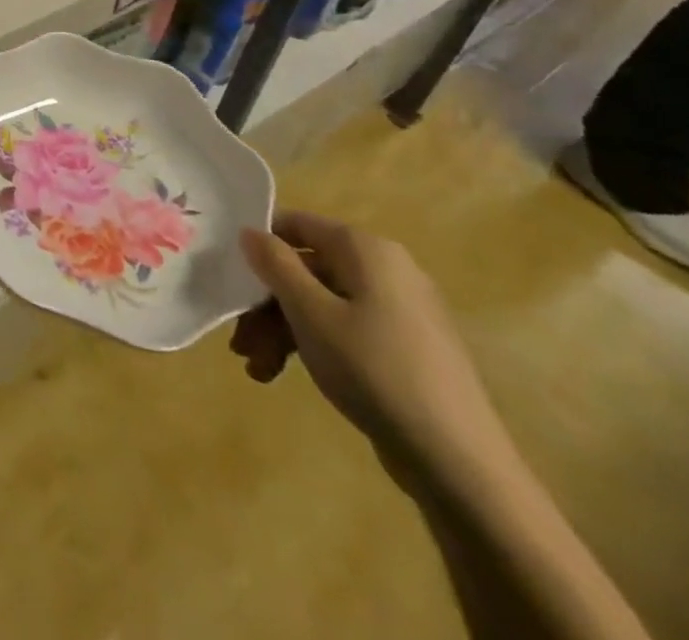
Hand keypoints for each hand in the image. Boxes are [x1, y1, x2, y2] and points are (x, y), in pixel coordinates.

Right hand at [231, 210, 511, 480]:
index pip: (296, 225)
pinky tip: (281, 376)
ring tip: (257, 368)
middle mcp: (386, 271)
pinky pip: (344, 330)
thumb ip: (275, 264)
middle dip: (266, 305)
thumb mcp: (309, 312)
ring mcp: (399, 312)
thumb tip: (251, 231)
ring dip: (281, 332)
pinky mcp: (404, 349)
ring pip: (320, 304)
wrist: (459, 464)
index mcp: (367, 251)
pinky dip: (311, 347)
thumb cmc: (374, 369)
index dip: (258, 245)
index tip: (229, 275)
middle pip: (305, 271)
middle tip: (240, 341)